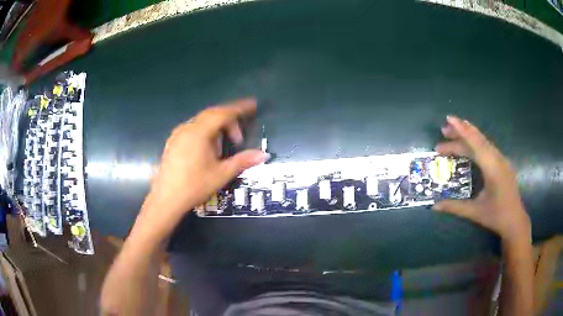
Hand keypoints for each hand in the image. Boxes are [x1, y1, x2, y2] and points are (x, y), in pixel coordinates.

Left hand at [147, 98, 268, 219]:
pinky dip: (205, 132)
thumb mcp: (221, 174)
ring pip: (201, 121)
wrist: (166, 199)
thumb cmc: (194, 186)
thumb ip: (243, 161)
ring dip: (216, 128)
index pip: (223, 113)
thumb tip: (263, 155)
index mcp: (199, 132)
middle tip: (238, 138)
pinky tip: (207, 149)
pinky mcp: (173, 142)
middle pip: (212, 115)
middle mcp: (187, 128)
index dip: (239, 108)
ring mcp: (177, 134)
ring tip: (223, 146)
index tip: (253, 105)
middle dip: (229, 121)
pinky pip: (192, 128)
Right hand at [432, 116, 530, 243]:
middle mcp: (498, 159)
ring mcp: (501, 160)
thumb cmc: (497, 216)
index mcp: (493, 168)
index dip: (462, 130)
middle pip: (478, 140)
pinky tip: (469, 146)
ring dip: (468, 137)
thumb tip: (434, 206)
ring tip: (452, 135)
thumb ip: (455, 207)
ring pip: (483, 142)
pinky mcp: (502, 163)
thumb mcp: (475, 212)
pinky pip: (487, 148)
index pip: (475, 144)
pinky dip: (475, 143)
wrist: (515, 220)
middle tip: (443, 130)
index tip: (449, 119)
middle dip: (461, 132)